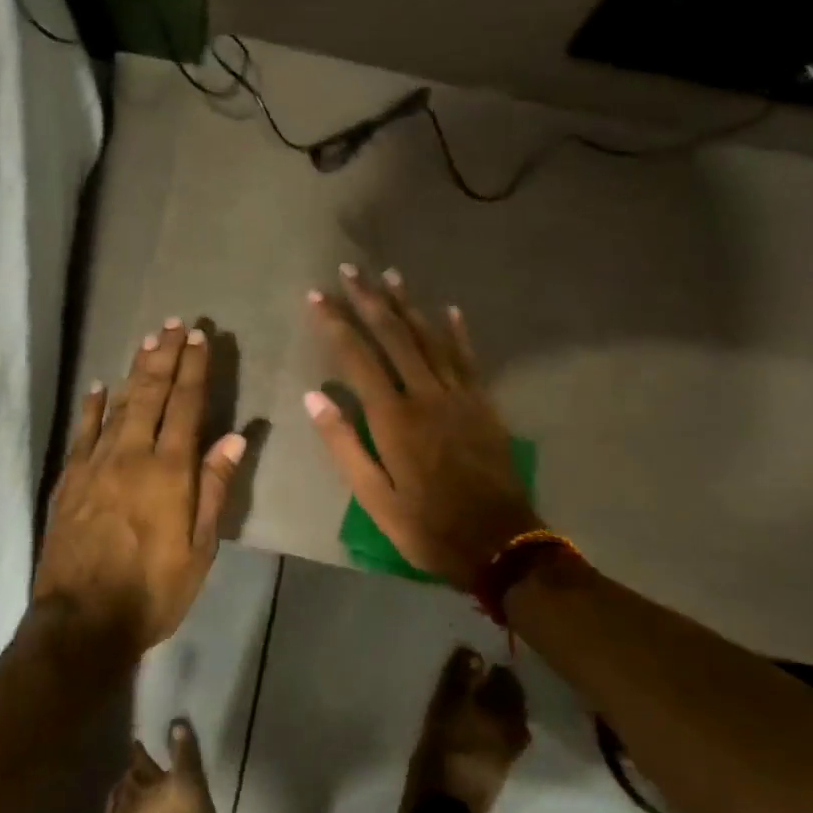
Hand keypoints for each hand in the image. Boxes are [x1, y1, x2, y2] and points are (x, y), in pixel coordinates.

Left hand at [34, 321, 246, 655]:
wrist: (82, 621)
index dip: (194, 369)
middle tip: (174, 324)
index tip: (200, 337)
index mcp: (169, 471)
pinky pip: (82, 432)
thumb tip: (232, 438)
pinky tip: (97, 387)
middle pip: (150, 394)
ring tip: (147, 341)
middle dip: (165, 356)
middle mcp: (131, 455)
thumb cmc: (153, 589)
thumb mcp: (200, 548)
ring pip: (117, 404)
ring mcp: (95, 465)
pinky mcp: (69, 480)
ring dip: (133, 370)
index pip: (186, 406)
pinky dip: (91, 407)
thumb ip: (214, 489)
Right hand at [305, 268, 539, 591]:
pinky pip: (468, 358)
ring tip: (390, 275)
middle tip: (349, 269)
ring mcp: (459, 395)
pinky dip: (458, 332)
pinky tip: (450, 309)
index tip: (316, 296)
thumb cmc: (426, 526)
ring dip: (408, 305)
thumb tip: (313, 397)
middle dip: (369, 300)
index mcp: (393, 418)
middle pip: (394, 335)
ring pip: (430, 338)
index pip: (357, 357)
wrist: (500, 543)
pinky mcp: (484, 404)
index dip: (335, 323)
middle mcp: (426, 394)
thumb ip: (344, 445)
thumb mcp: (374, 498)